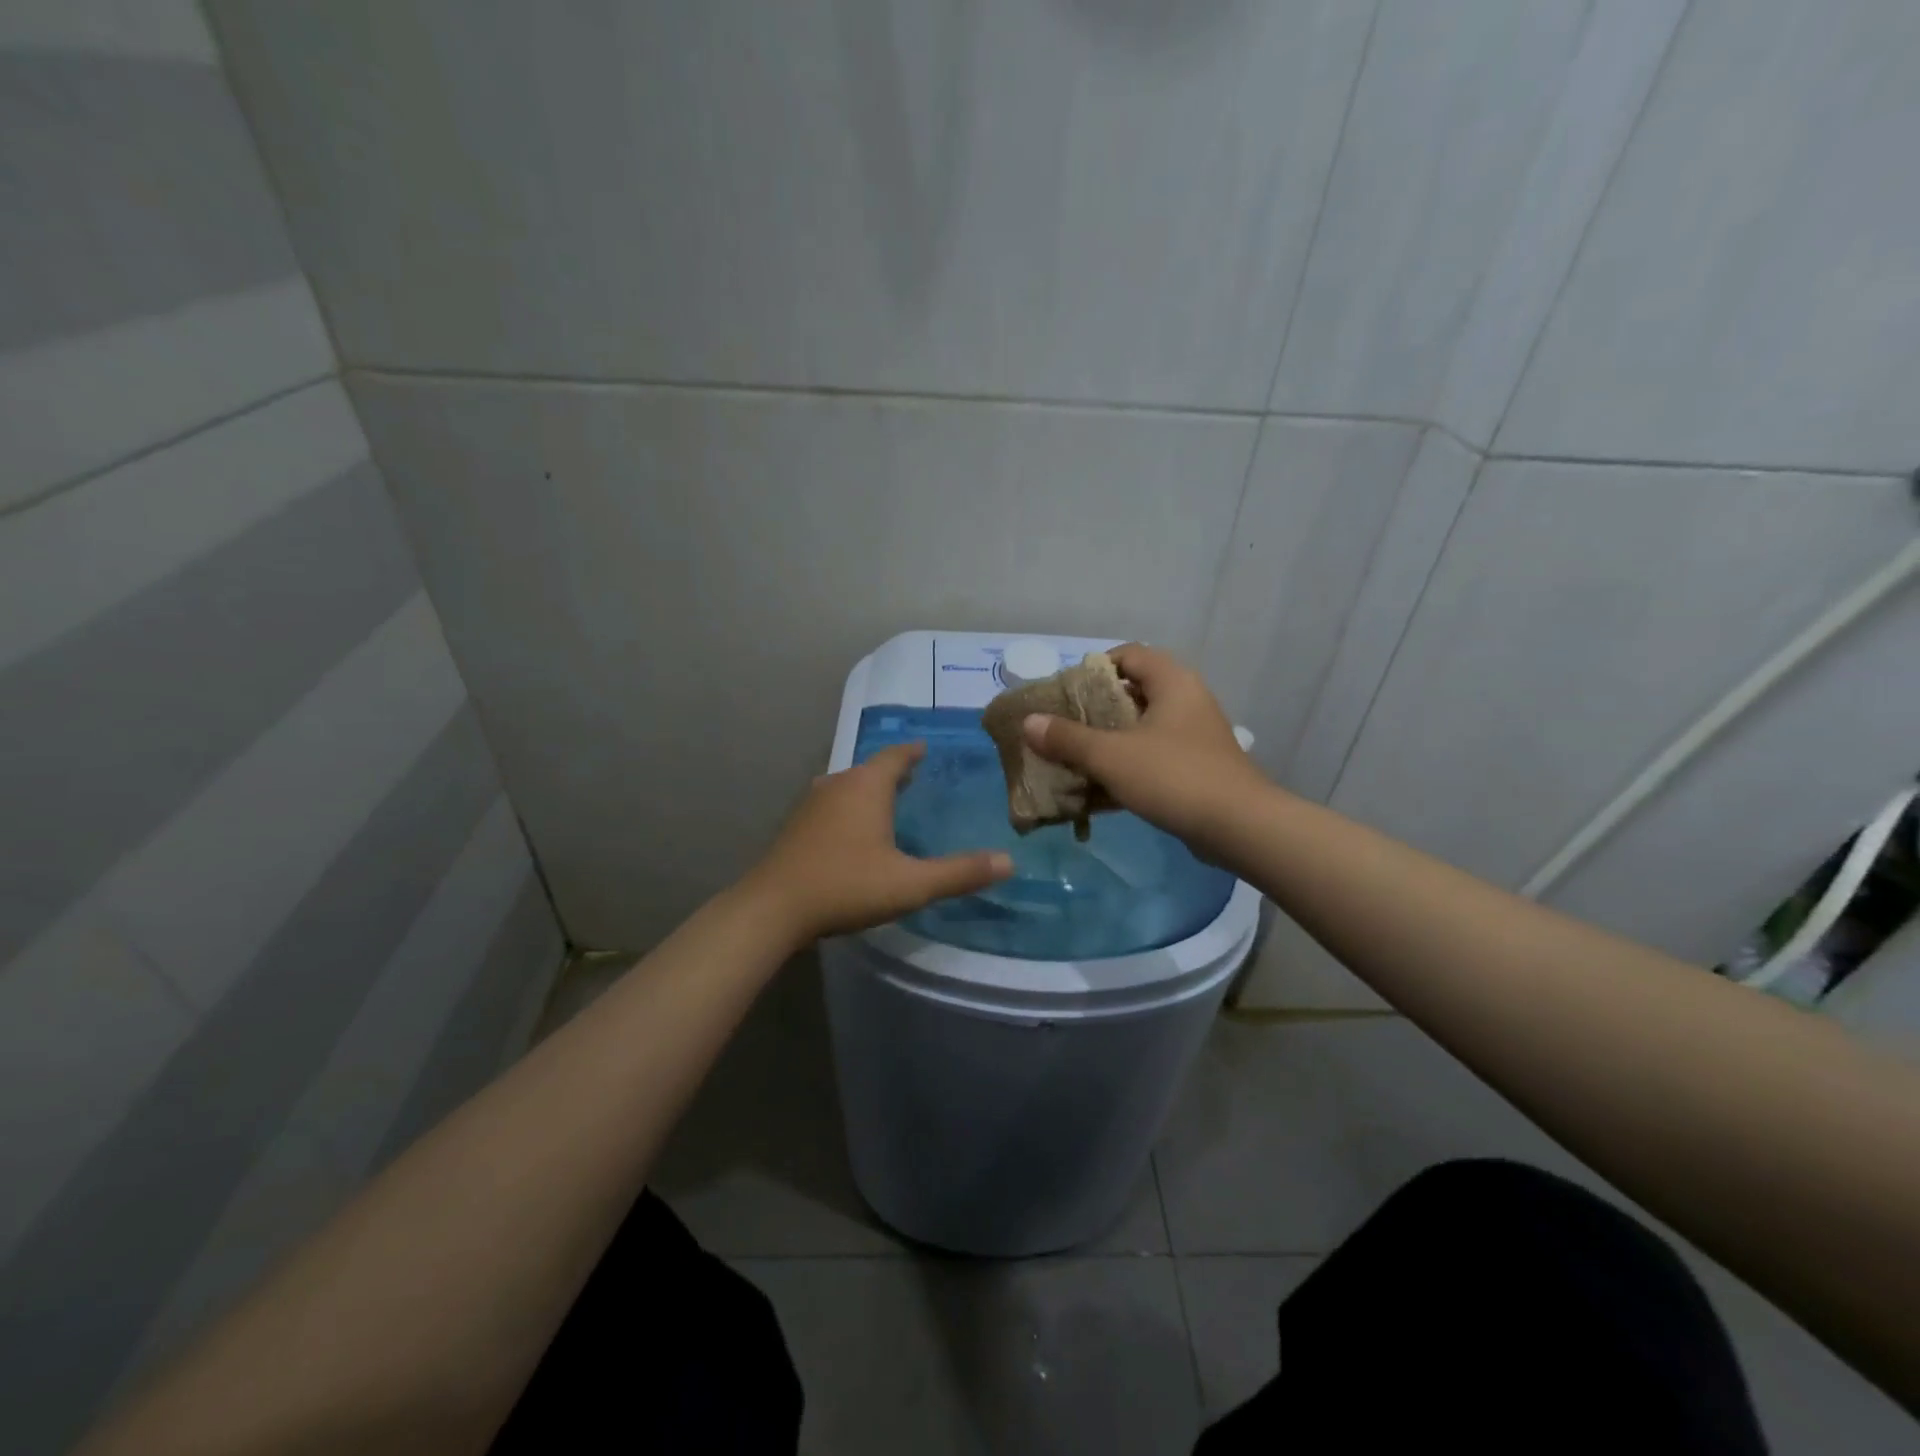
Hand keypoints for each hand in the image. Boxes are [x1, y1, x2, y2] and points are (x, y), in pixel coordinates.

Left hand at [744, 742, 1012, 943]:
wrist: (773, 909)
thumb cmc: (846, 886)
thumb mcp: (911, 884)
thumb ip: (960, 873)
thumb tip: (1009, 861)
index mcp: (866, 786)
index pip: (896, 755)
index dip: (914, 752)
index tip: (927, 748)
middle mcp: (837, 784)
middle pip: (871, 769)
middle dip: (894, 772)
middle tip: (918, 779)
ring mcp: (811, 804)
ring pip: (848, 786)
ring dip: (869, 790)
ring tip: (889, 803)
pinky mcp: (795, 825)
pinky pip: (831, 804)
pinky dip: (849, 808)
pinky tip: (854, 832)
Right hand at [1022, 644, 1269, 850]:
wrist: (1239, 827)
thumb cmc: (1174, 777)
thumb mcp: (1112, 756)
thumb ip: (1068, 738)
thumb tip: (1029, 722)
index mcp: (1172, 682)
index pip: (1128, 655)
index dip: (1094, 669)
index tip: (1066, 694)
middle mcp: (1186, 701)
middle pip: (1132, 693)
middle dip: (1094, 711)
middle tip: (1062, 729)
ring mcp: (1194, 736)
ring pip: (1141, 729)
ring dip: (1107, 743)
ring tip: (1073, 761)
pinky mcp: (1196, 767)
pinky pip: (1152, 757)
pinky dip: (1126, 768)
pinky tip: (1099, 791)